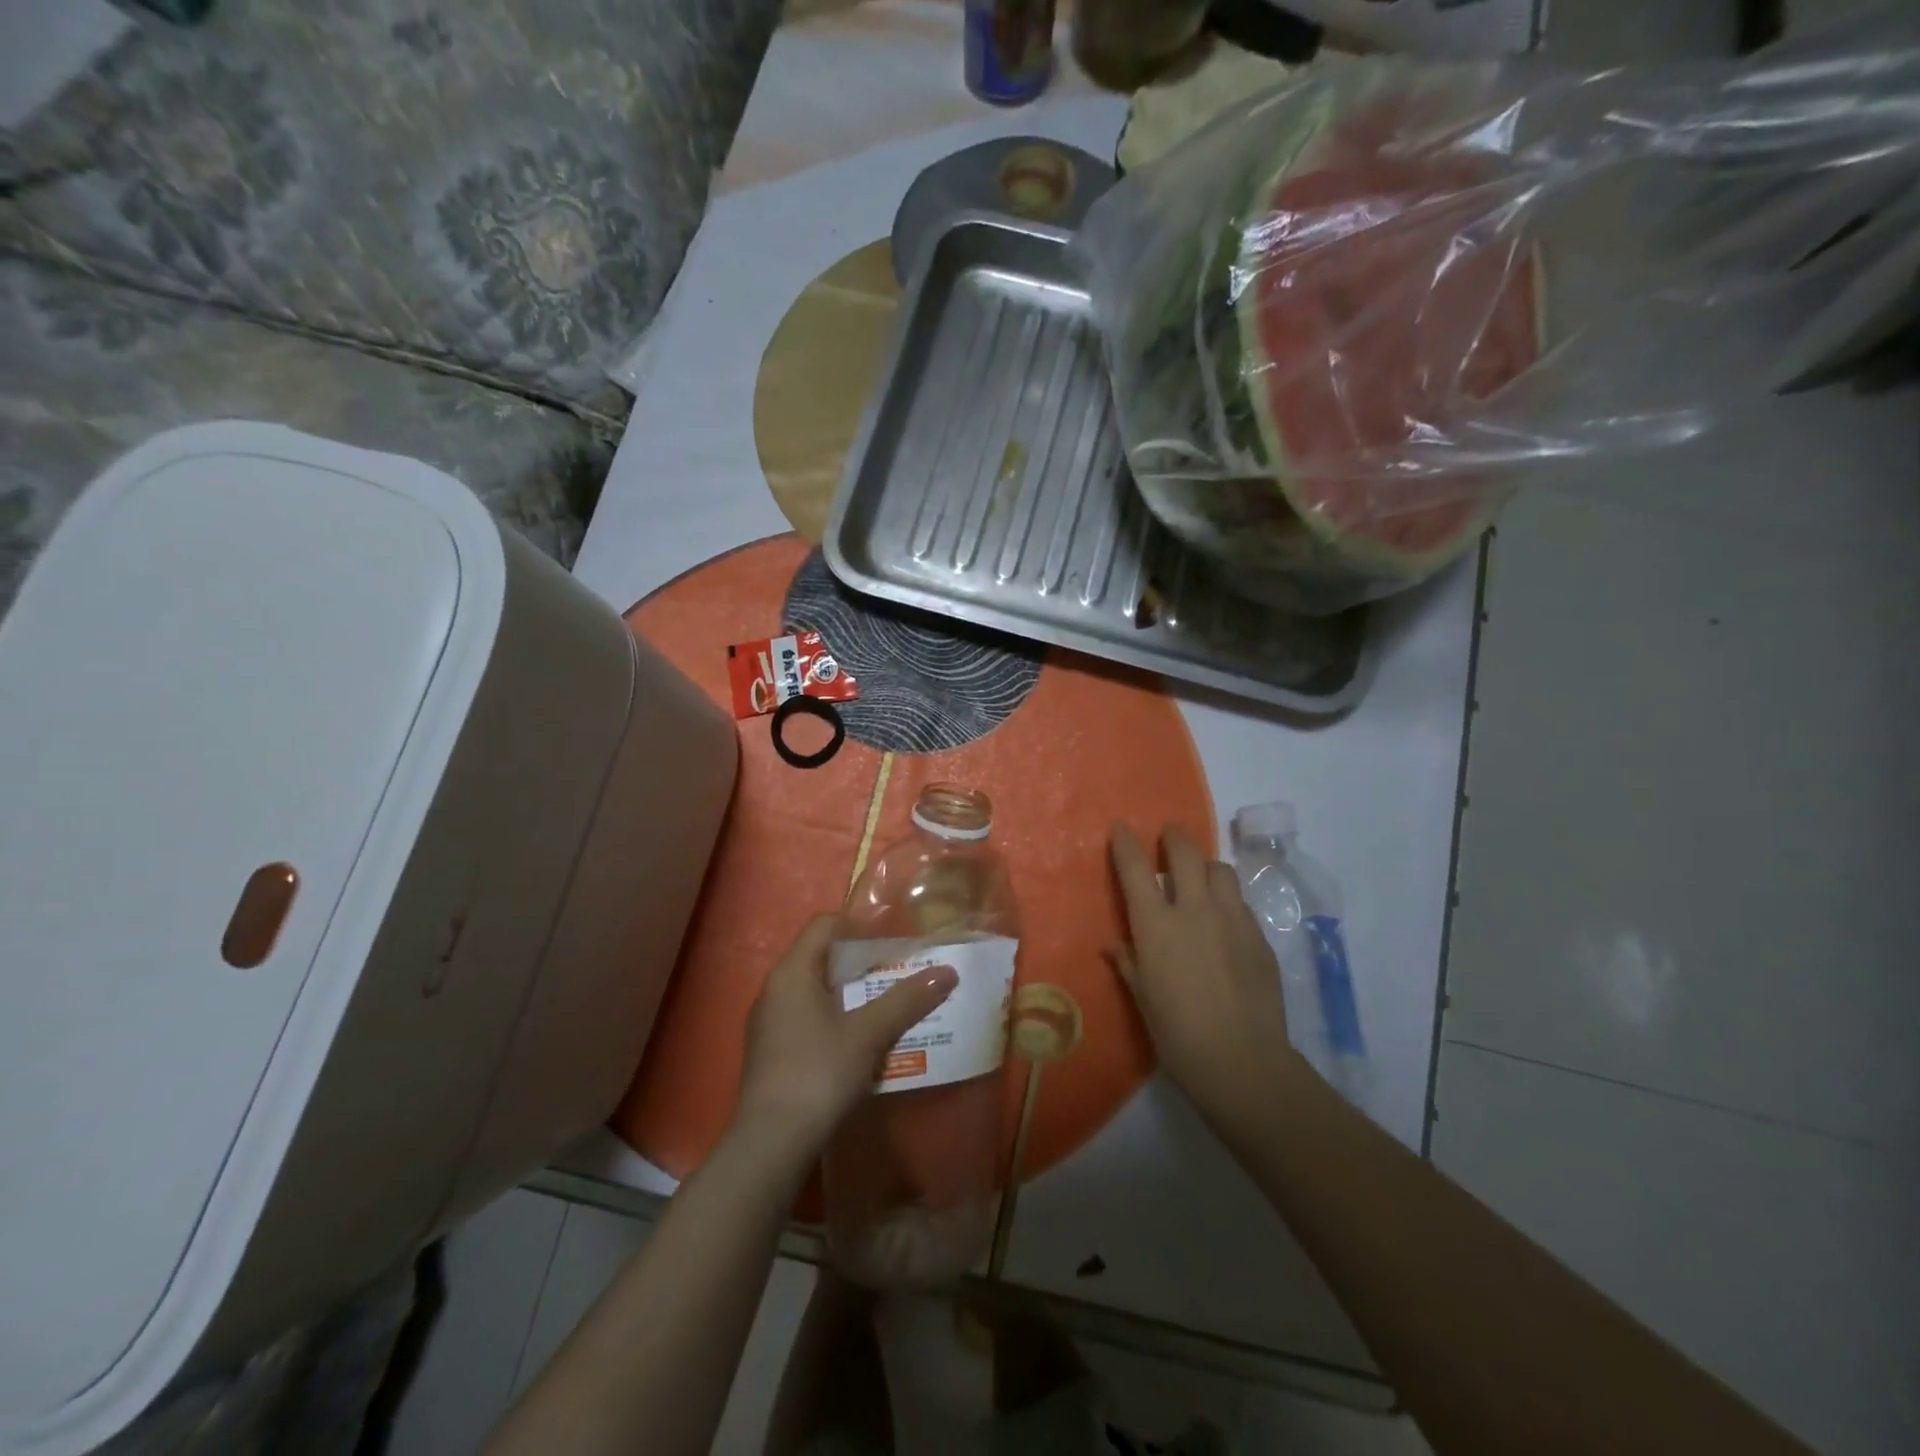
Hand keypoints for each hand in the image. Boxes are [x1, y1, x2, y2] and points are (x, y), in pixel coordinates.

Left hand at [733, 914, 958, 1166]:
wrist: (770, 1145)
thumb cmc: (818, 1074)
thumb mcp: (868, 1034)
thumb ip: (906, 1000)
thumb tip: (948, 972)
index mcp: (792, 971)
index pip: (824, 924)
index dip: (859, 924)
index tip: (893, 938)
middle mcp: (775, 989)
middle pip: (822, 957)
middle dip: (863, 963)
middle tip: (900, 972)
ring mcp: (769, 1023)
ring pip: (816, 991)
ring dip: (852, 995)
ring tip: (890, 1005)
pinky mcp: (771, 1052)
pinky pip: (808, 1019)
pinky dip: (836, 1019)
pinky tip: (862, 1042)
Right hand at [1108, 823, 1307, 1131]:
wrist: (1243, 1062)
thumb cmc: (1177, 1034)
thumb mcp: (1143, 998)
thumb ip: (1129, 963)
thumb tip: (1115, 946)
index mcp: (1156, 925)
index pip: (1135, 868)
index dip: (1126, 842)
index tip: (1121, 827)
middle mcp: (1195, 910)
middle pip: (1186, 852)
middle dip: (1174, 836)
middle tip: (1169, 836)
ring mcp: (1232, 920)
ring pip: (1221, 871)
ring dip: (1206, 868)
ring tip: (1200, 882)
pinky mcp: (1260, 937)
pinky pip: (1240, 905)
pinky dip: (1227, 903)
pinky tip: (1224, 927)